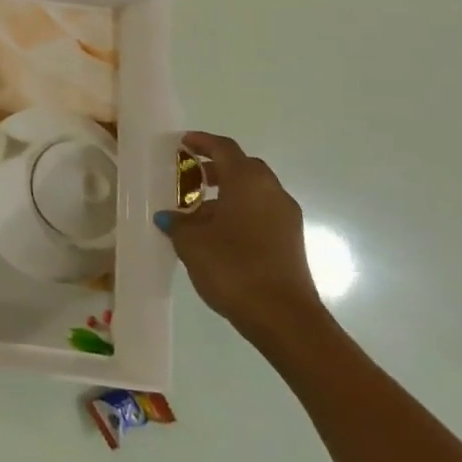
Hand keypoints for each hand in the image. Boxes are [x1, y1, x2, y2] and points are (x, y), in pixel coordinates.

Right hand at [156, 132, 326, 349]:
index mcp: (248, 181)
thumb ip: (178, 223)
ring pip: (254, 193)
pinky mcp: (292, 243)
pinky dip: (241, 214)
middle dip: (217, 168)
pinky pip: (262, 214)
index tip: (183, 143)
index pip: (224, 148)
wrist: (284, 319)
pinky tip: (219, 235)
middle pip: (243, 167)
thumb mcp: (192, 242)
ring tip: (199, 212)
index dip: (202, 142)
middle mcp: (272, 192)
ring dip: (229, 194)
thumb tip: (170, 217)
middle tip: (192, 177)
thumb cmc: (234, 267)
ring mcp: (286, 218)